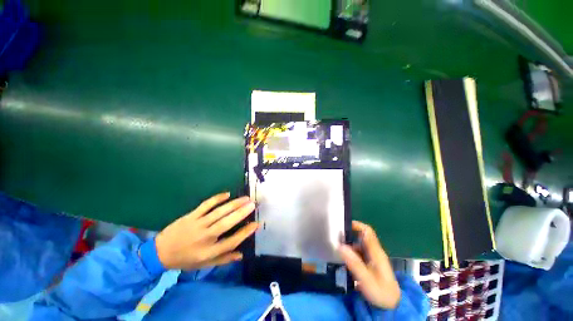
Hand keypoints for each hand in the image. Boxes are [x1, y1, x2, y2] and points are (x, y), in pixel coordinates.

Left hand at [155, 192, 257, 269]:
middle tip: (253, 204)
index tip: (256, 224)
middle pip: (226, 223)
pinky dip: (217, 198)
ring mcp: (197, 224)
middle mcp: (205, 237)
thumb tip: (241, 255)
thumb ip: (224, 259)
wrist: (160, 252)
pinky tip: (227, 194)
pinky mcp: (191, 215)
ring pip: (219, 212)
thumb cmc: (185, 259)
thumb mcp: (204, 264)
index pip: (232, 241)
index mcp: (209, 252)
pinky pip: (206, 205)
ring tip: (245, 198)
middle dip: (241, 213)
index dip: (245, 232)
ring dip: (234, 204)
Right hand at [338, 221, 400, 308]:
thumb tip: (340, 246)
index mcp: (376, 252)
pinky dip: (350, 253)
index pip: (367, 231)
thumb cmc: (381, 292)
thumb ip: (354, 263)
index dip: (356, 225)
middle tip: (335, 238)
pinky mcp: (370, 264)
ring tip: (336, 248)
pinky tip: (343, 259)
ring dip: (348, 245)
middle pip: (361, 237)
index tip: (343, 225)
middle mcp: (374, 252)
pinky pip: (358, 253)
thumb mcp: (366, 279)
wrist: (392, 306)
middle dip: (348, 235)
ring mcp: (372, 258)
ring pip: (359, 245)